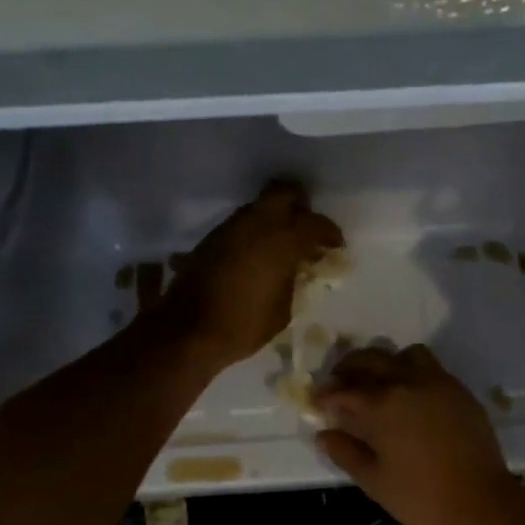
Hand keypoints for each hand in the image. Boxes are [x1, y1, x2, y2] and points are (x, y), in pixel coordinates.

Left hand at [151, 181, 343, 369]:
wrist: (188, 331)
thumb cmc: (243, 325)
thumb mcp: (283, 309)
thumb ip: (292, 279)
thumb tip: (294, 268)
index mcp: (281, 240)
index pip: (314, 223)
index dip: (329, 233)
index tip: (335, 245)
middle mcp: (256, 224)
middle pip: (284, 193)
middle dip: (299, 205)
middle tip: (307, 228)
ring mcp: (230, 228)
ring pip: (259, 207)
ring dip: (274, 219)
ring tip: (281, 244)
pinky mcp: (211, 239)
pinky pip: (241, 225)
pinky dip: (254, 232)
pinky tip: (257, 255)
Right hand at [312, 344, 523, 524]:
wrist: (481, 501)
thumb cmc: (421, 496)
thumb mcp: (374, 481)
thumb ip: (346, 453)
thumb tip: (324, 434)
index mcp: (382, 405)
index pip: (344, 390)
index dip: (326, 394)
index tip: (317, 401)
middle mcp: (407, 383)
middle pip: (371, 359)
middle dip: (349, 367)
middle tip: (340, 380)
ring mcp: (437, 382)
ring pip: (404, 355)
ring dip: (386, 362)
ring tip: (379, 380)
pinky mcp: (459, 390)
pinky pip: (431, 366)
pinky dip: (413, 370)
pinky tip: (411, 393)